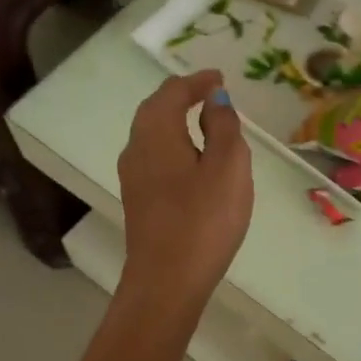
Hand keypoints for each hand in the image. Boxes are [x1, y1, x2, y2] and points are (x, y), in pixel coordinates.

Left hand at [118, 70, 253, 309]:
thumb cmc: (203, 220)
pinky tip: (192, 163)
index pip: (173, 92)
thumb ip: (223, 127)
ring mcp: (133, 178)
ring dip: (176, 123)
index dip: (197, 81)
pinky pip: (155, 159)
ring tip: (206, 125)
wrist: (166, 281)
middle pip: (155, 110)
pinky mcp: (138, 202)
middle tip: (211, 95)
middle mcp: (136, 148)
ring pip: (152, 136)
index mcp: (156, 132)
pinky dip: (174, 147)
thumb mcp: (227, 166)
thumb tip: (214, 100)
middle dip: (182, 98)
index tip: (219, 78)